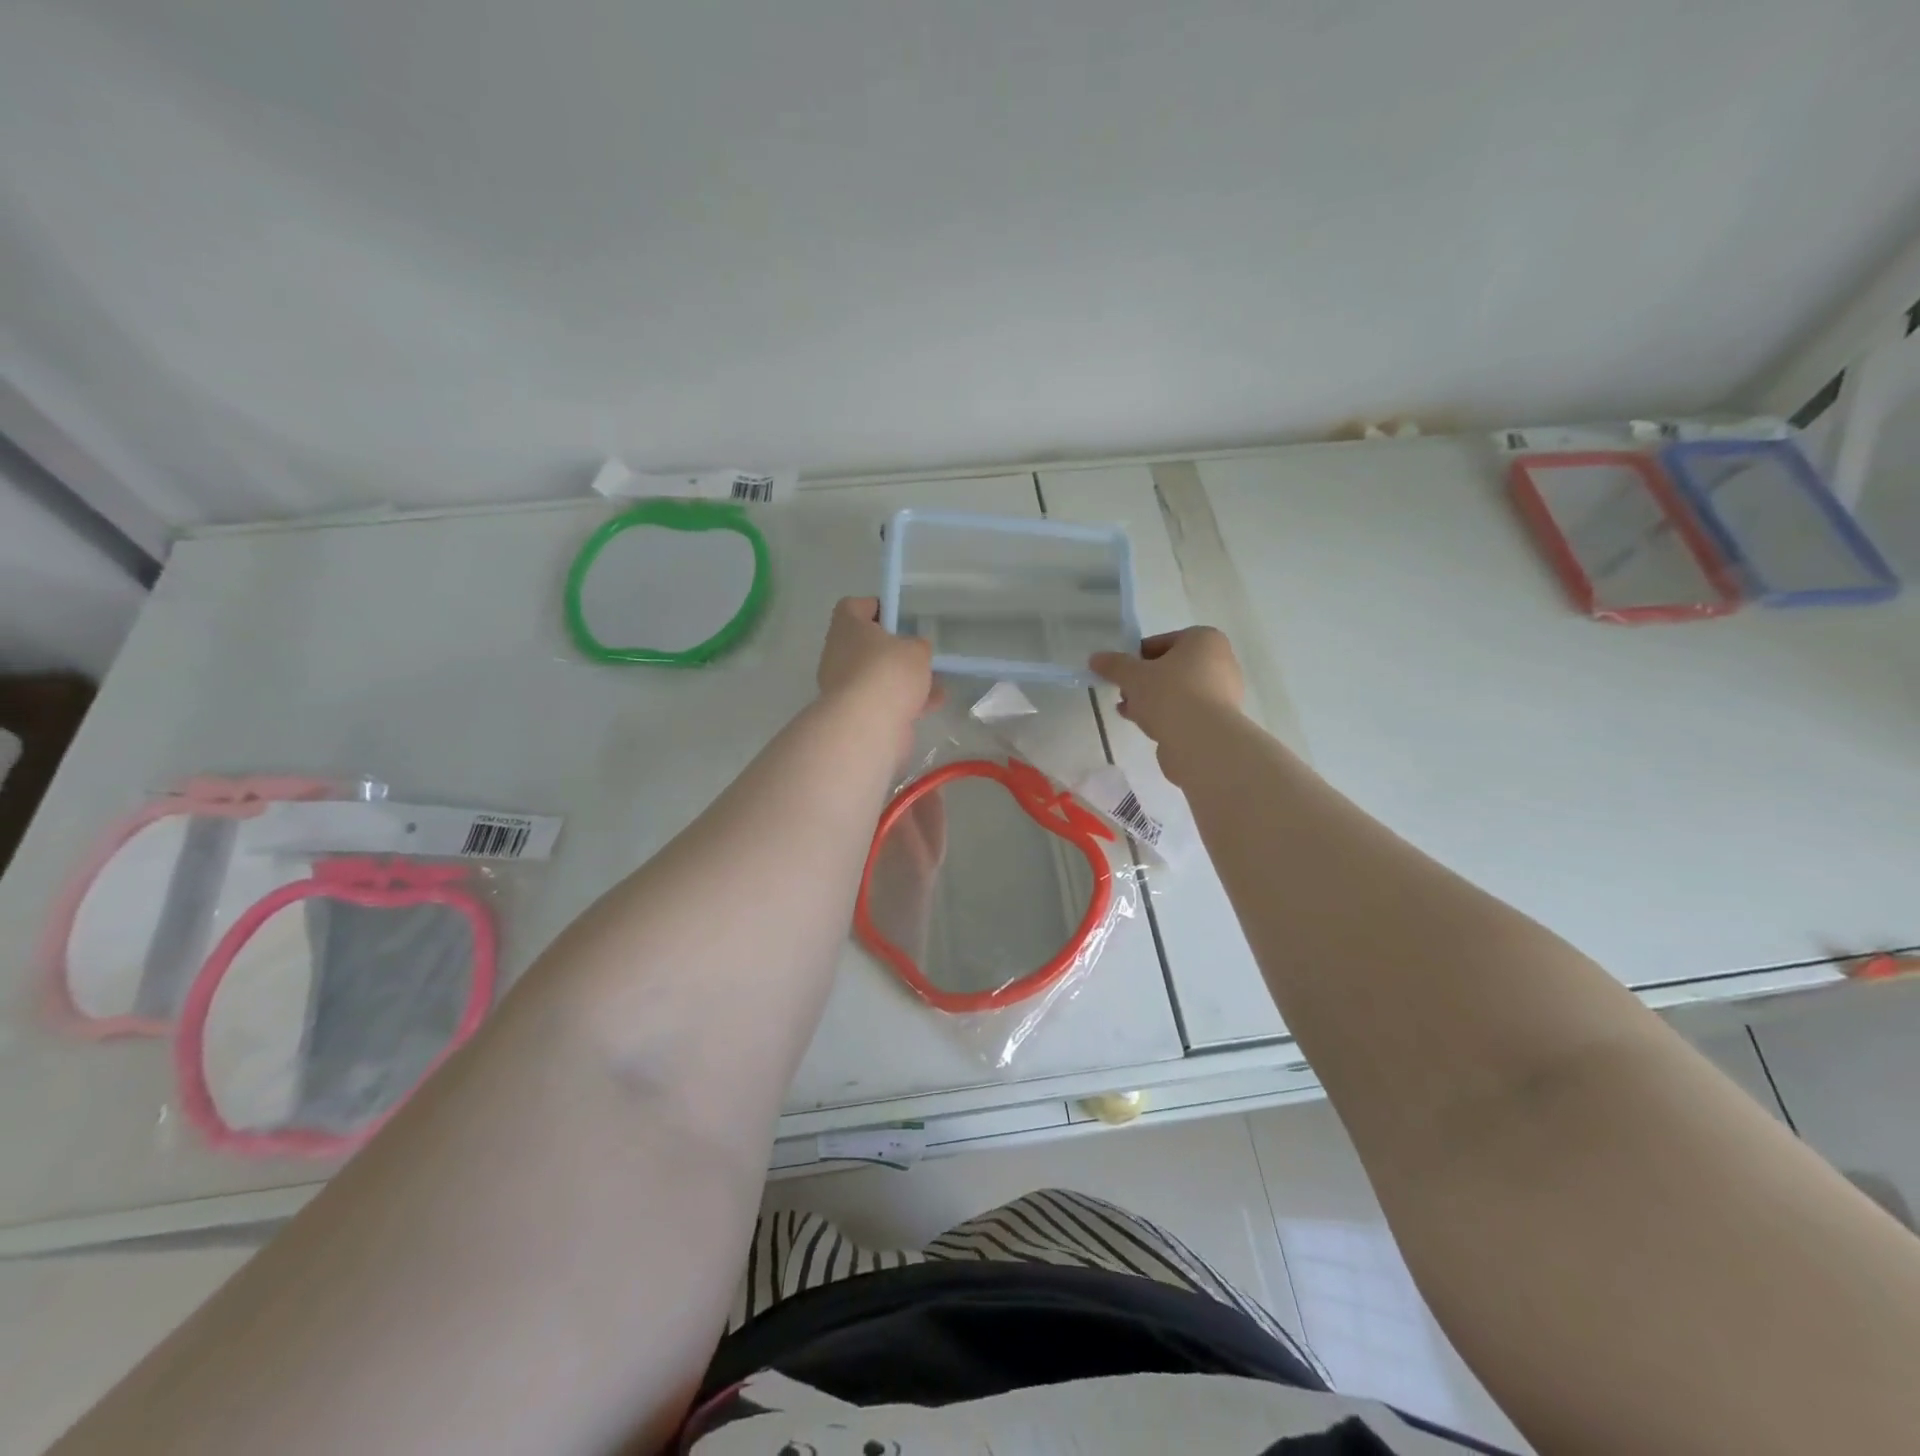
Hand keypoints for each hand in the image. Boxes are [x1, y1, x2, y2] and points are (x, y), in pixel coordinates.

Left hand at [816, 597, 941, 729]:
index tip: (898, 615)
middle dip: (895, 650)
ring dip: (904, 680)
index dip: (875, 607)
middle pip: (867, 645)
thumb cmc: (888, 672)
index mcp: (847, 628)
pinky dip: (905, 702)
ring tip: (935, 682)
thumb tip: (914, 651)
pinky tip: (931, 705)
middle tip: (918, 652)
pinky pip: (882, 701)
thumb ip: (918, 645)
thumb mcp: (916, 650)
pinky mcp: (855, 713)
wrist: (868, 726)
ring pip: (877, 676)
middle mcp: (839, 654)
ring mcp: (844, 686)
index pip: (853, 606)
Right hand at [1089, 627, 1244, 747]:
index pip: (1164, 641)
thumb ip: (1114, 665)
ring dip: (1153, 698)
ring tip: (1128, 711)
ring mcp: (1224, 692)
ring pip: (1179, 690)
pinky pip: (1187, 710)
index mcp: (1205, 640)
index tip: (1121, 671)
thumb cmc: (1170, 694)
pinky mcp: (1220, 719)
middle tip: (1123, 691)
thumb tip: (1096, 658)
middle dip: (1145, 679)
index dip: (1137, 656)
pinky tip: (1145, 725)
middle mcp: (1221, 661)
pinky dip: (1167, 714)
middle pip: (1172, 667)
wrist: (1202, 741)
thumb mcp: (1133, 676)